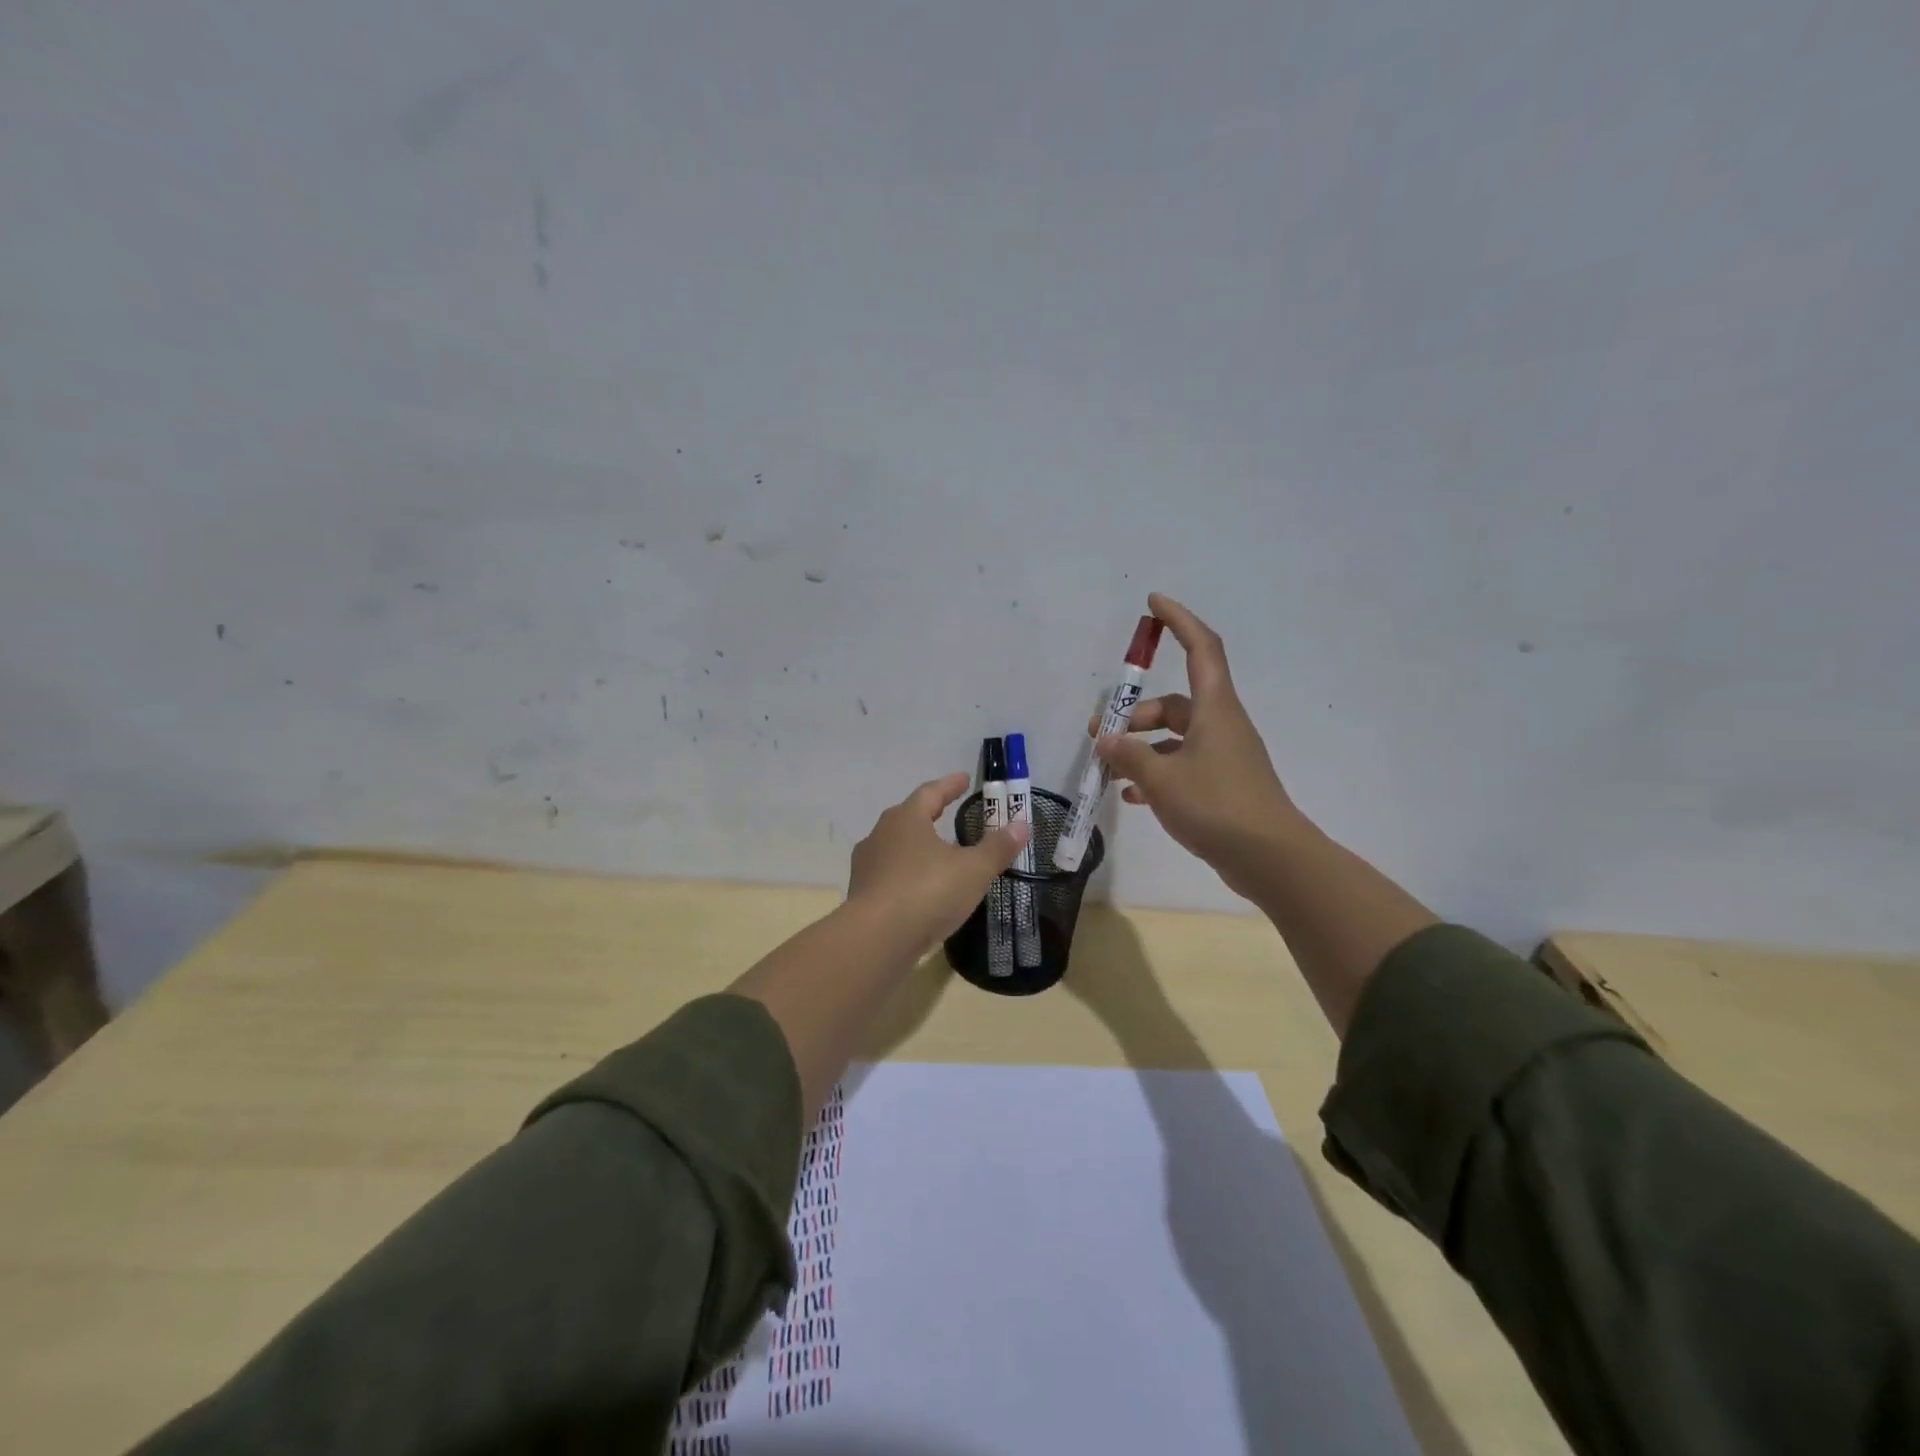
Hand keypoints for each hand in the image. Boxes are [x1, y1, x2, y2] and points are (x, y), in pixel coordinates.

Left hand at [847, 772, 1029, 946]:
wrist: (876, 940)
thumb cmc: (927, 892)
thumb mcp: (973, 870)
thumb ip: (997, 847)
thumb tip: (1022, 825)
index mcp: (906, 819)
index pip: (930, 793)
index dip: (950, 785)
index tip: (964, 778)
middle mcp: (881, 835)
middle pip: (909, 817)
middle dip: (931, 814)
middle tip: (949, 812)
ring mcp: (867, 866)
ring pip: (897, 848)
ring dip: (919, 847)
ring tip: (940, 855)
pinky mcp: (862, 895)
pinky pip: (890, 876)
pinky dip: (909, 875)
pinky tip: (923, 890)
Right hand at [1089, 593, 1303, 898]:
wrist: (1271, 859)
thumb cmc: (1217, 806)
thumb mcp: (1162, 780)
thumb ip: (1128, 756)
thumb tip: (1105, 739)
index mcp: (1214, 709)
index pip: (1201, 648)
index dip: (1179, 620)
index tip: (1153, 602)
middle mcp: (1220, 725)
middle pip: (1173, 703)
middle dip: (1134, 714)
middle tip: (1098, 733)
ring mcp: (1223, 757)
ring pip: (1174, 738)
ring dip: (1141, 748)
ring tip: (1108, 770)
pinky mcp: (1222, 785)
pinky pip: (1181, 767)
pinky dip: (1156, 774)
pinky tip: (1131, 796)